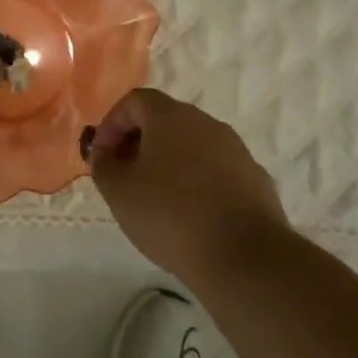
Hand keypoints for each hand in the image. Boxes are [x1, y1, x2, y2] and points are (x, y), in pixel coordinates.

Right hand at [89, 88, 288, 281]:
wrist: (245, 257)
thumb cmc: (170, 215)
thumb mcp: (119, 191)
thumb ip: (104, 165)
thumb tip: (106, 154)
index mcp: (171, 116)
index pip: (135, 101)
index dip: (112, 123)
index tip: (102, 156)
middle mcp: (206, 123)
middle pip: (165, 121)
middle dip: (140, 143)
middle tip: (125, 176)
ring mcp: (236, 150)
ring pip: (193, 146)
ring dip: (170, 163)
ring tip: (156, 200)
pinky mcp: (256, 180)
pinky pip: (217, 171)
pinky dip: (198, 183)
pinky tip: (191, 216)